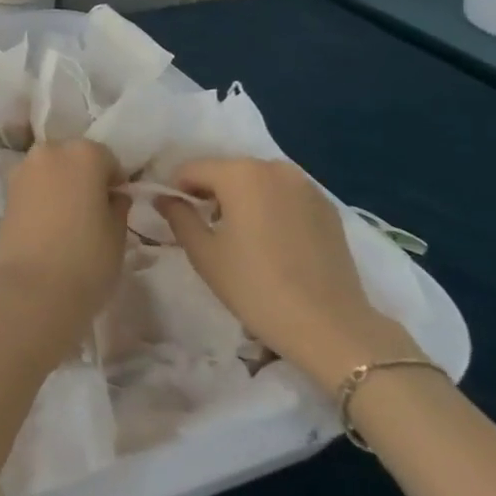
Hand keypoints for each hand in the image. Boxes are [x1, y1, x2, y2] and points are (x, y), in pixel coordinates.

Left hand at [0, 139, 125, 348]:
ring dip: (60, 186)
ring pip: (50, 171)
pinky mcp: (5, 193)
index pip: (107, 159)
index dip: (114, 182)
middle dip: (84, 178)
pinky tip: (48, 227)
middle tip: (93, 212)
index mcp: (83, 154)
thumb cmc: (87, 260)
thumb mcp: (118, 235)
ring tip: (68, 221)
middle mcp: (50, 152)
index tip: (117, 206)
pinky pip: (32, 188)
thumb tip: (113, 197)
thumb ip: (118, 207)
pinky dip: (41, 199)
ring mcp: (22, 170)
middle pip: (73, 159)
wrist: (32, 290)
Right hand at [161, 157, 418, 395]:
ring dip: (243, 199)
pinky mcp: (328, 207)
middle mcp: (274, 168)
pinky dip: (272, 208)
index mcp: (240, 173)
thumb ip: (179, 217)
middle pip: (227, 172)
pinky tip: (274, 243)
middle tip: (208, 230)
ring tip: (243, 238)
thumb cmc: (257, 288)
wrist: (331, 328)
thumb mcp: (205, 254)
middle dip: (212, 193)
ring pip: (258, 182)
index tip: (175, 217)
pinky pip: (285, 196)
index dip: (177, 191)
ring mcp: (306, 185)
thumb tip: (164, 198)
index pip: (192, 170)